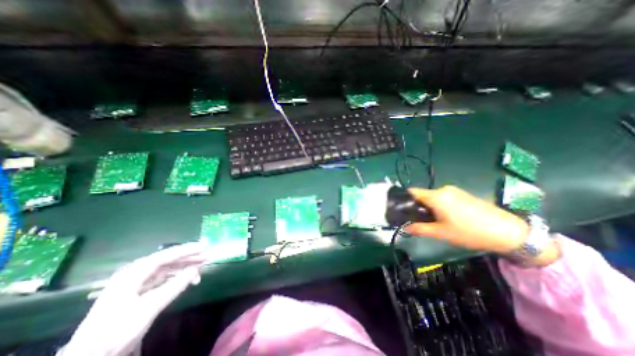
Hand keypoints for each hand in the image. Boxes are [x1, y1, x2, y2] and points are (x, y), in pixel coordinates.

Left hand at [60, 244, 205, 355]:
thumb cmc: (118, 330)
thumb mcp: (150, 307)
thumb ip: (175, 285)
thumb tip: (195, 268)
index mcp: (133, 274)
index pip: (165, 256)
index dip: (186, 250)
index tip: (204, 246)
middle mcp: (134, 274)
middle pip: (166, 261)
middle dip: (187, 258)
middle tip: (206, 257)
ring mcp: (134, 284)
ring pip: (165, 270)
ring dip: (183, 268)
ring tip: (200, 269)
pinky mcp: (136, 294)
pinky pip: (161, 279)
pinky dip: (175, 278)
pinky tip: (185, 279)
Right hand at [403, 185, 556, 265]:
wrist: (509, 232)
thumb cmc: (470, 232)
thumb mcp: (441, 233)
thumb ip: (420, 229)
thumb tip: (405, 228)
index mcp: (436, 196)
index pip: (412, 192)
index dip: (405, 200)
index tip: (402, 210)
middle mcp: (443, 190)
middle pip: (423, 195)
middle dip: (419, 206)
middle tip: (421, 220)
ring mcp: (455, 191)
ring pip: (434, 197)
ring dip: (430, 207)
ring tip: (436, 221)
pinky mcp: (463, 194)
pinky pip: (444, 198)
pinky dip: (440, 206)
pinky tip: (449, 218)